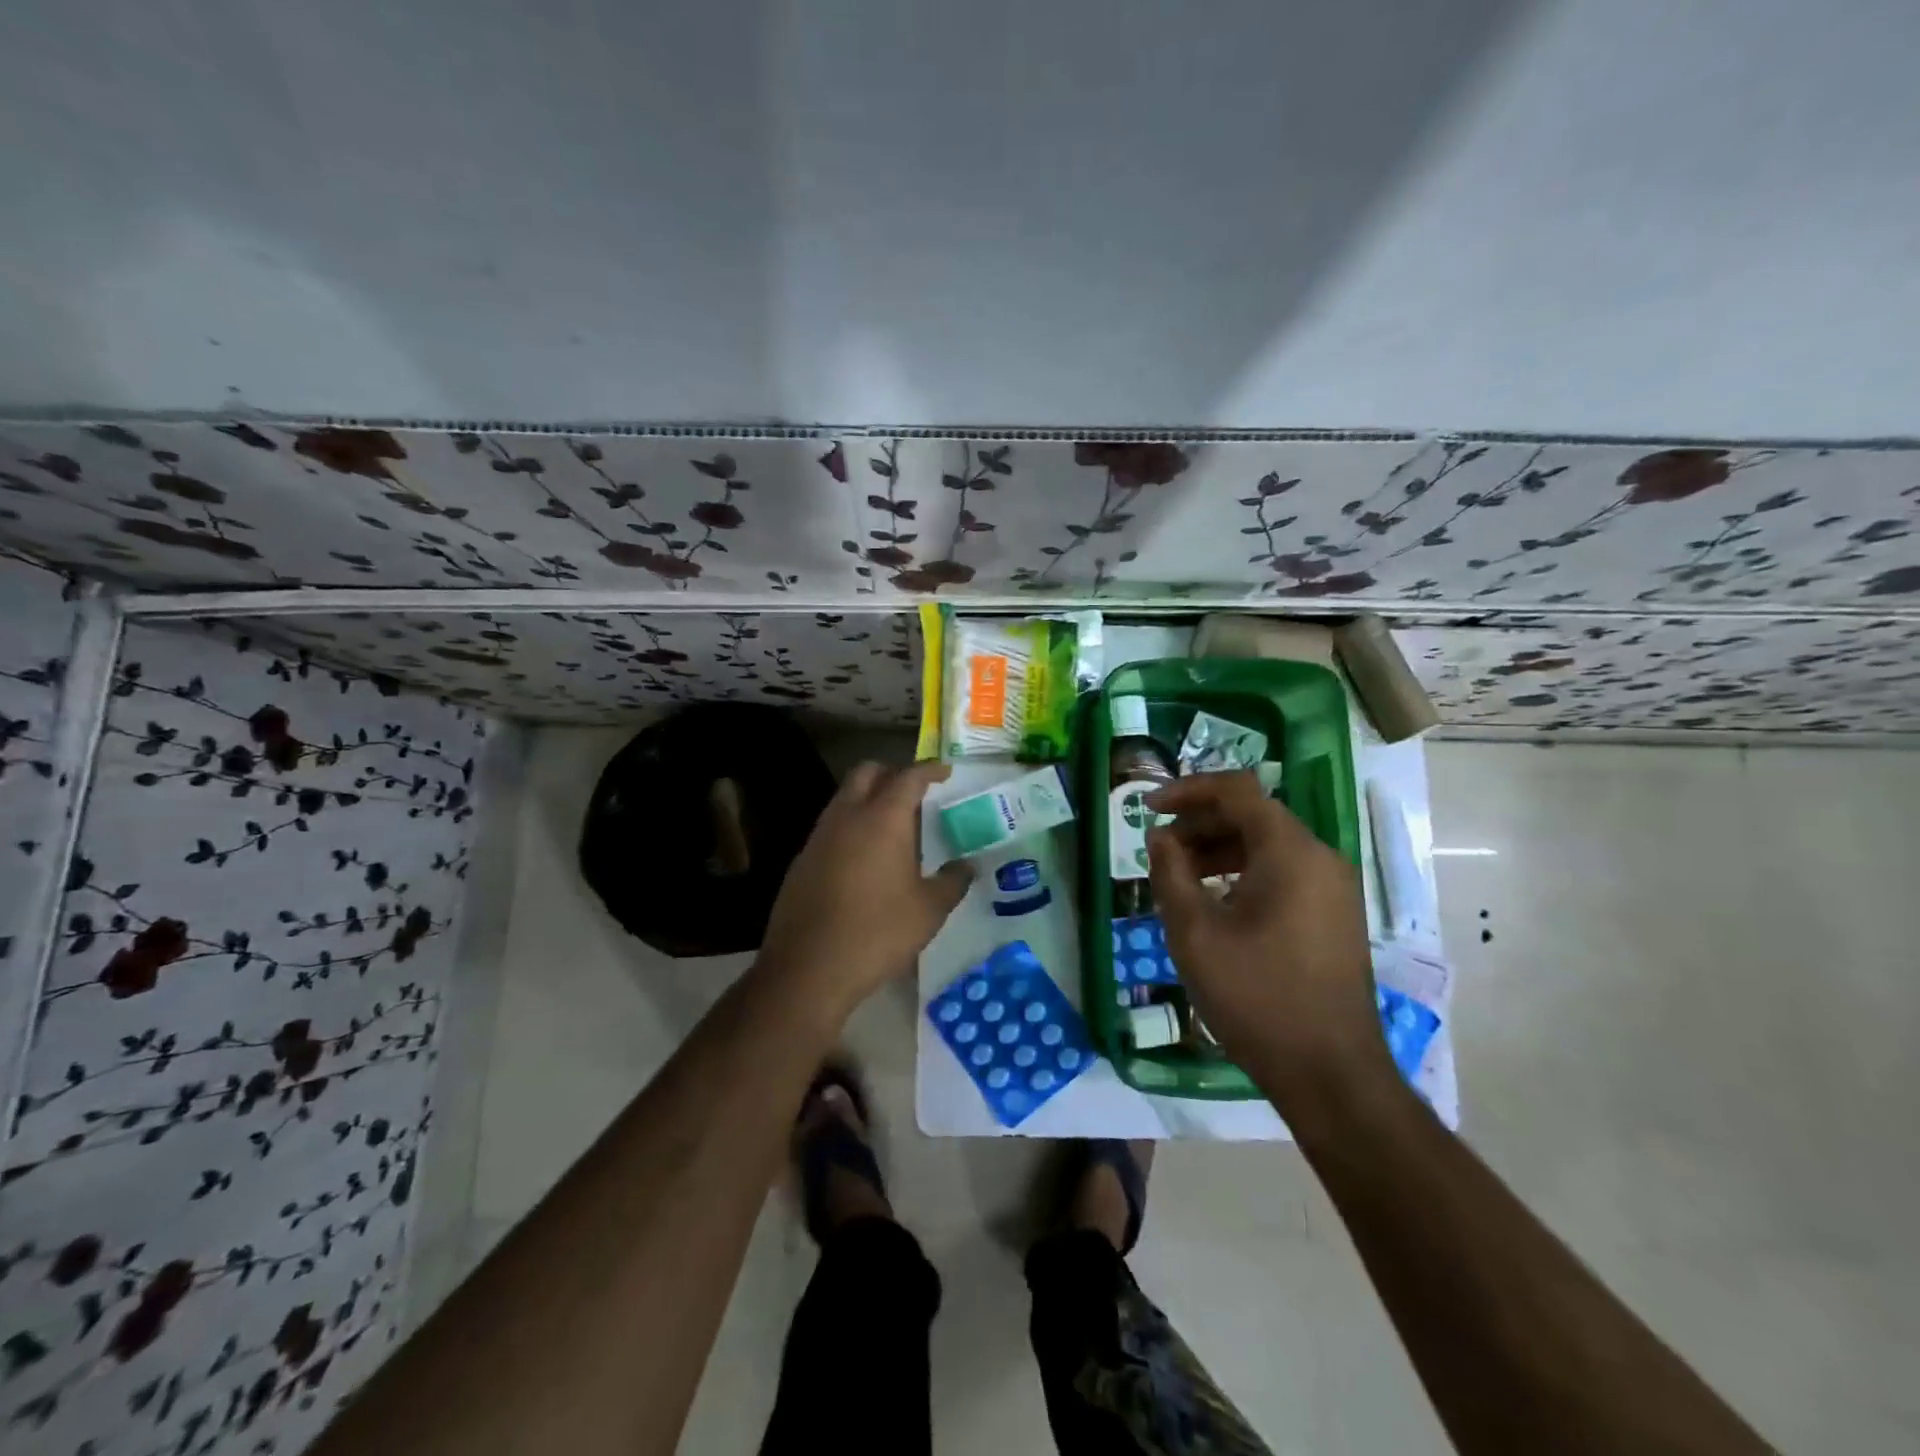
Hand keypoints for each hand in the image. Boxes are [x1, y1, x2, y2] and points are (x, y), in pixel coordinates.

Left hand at [759, 760, 971, 1016]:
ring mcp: (819, 836)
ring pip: (844, 798)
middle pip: (867, 773)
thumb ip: (952, 882)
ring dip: (868, 799)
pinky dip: (851, 827)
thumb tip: (967, 867)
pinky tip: (864, 860)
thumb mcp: (928, 911)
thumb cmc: (878, 932)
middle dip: (892, 773)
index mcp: (883, 818)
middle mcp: (847, 816)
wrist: (808, 968)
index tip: (944, 772)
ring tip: (893, 828)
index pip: (908, 776)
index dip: (929, 770)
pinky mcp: (802, 860)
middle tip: (915, 793)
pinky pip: (831, 827)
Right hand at [1144, 772, 1390, 1120]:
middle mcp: (1320, 858)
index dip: (1188, 790)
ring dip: (1219, 849)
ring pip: (1269, 845)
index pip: (1237, 790)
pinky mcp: (1334, 916)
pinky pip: (1284, 873)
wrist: (1330, 1072)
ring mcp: (1333, 888)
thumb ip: (1170, 873)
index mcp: (1290, 852)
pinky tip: (1215, 902)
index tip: (1148, 807)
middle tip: (1159, 847)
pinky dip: (1244, 872)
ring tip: (1179, 875)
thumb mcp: (1195, 933)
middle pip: (1254, 815)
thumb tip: (1159, 838)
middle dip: (1200, 823)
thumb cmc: (1256, 996)